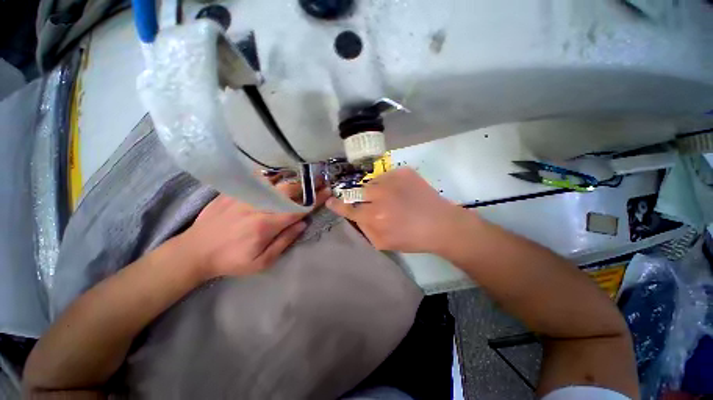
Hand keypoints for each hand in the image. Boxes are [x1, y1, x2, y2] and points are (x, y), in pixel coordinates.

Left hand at [177, 181, 328, 279]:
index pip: (297, 209)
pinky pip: (256, 179)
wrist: (195, 251)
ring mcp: (244, 196)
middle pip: (287, 190)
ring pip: (274, 182)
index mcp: (266, 225)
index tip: (327, 193)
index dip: (315, 200)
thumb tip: (303, 224)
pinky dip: (272, 176)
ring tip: (304, 176)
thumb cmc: (231, 260)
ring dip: (292, 178)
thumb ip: (284, 242)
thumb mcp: (261, 262)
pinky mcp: (234, 192)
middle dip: (307, 185)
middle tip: (319, 180)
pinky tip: (280, 174)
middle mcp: (257, 206)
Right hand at [326, 167, 474, 252]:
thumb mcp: (384, 244)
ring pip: (374, 182)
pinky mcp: (404, 172)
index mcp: (374, 216)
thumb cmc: (412, 238)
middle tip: (378, 203)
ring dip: (378, 190)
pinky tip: (403, 192)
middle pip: (360, 191)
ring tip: (394, 198)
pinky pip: (388, 175)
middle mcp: (380, 196)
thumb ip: (365, 229)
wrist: (440, 224)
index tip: (330, 200)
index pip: (348, 208)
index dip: (338, 205)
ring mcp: (392, 180)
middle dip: (365, 198)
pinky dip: (391, 183)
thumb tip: (355, 217)